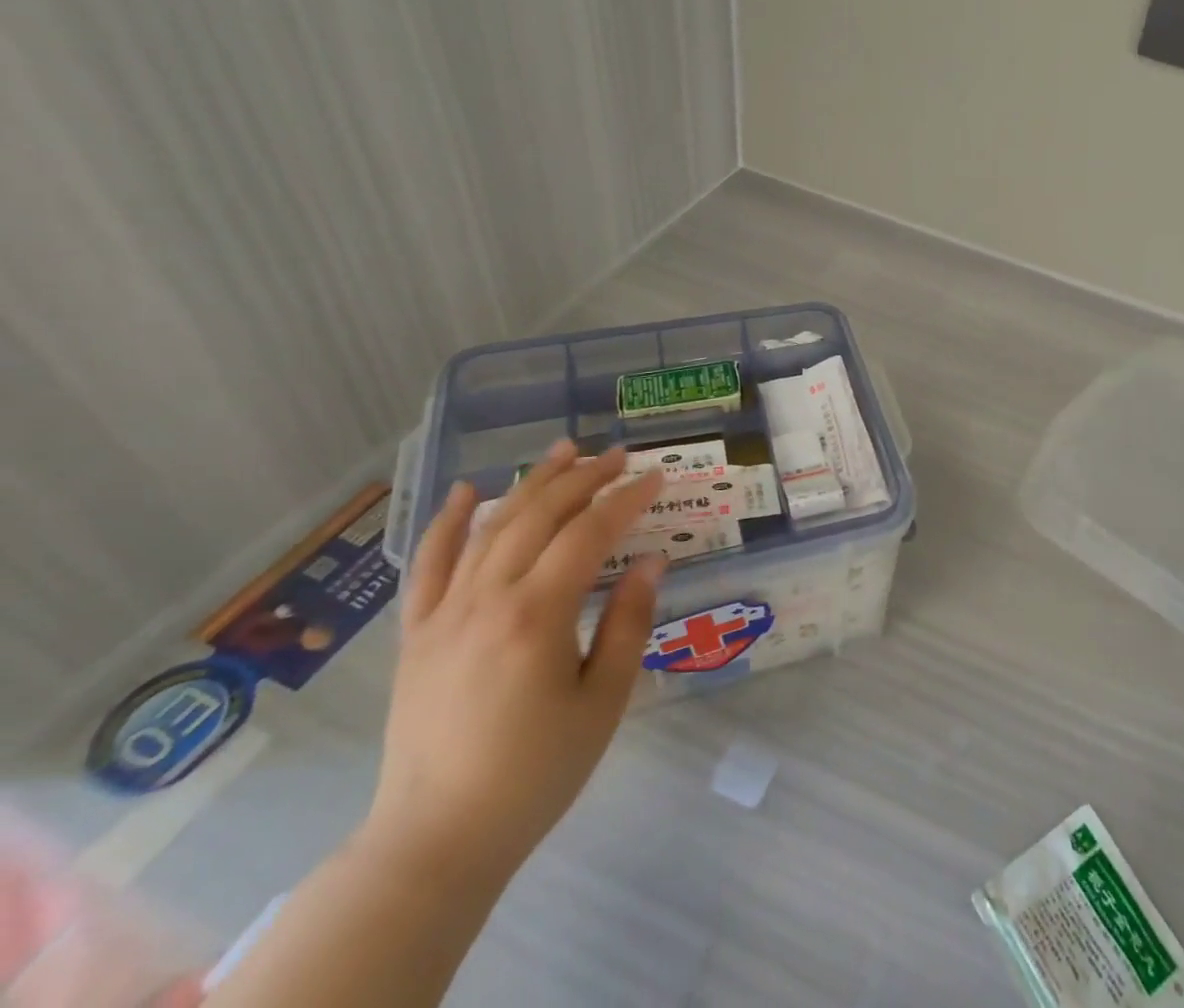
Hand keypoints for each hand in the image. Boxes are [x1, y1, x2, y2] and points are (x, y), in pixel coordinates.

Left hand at [362, 440, 667, 883]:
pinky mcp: (418, 634)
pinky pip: (429, 565)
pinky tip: (467, 493)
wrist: (436, 840)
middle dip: (584, 478)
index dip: (626, 499)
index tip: (656, 477)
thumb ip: (628, 623)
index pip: (589, 533)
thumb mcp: (603, 701)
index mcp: (537, 615)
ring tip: (564, 451)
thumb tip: (650, 561)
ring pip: (492, 527)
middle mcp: (487, 599)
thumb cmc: (535, 773)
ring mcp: (444, 613)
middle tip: (619, 455)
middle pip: (540, 516)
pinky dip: (449, 523)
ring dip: (531, 484)